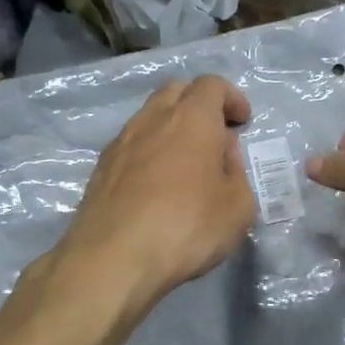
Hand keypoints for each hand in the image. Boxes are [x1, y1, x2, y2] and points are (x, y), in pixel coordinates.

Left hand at [54, 75, 257, 320]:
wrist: (113, 259)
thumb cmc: (186, 227)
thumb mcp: (238, 207)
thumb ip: (237, 173)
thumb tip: (222, 155)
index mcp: (192, 119)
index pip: (212, 85)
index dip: (232, 98)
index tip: (243, 122)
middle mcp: (153, 120)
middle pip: (177, 91)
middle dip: (200, 104)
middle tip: (216, 135)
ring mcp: (121, 142)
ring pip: (150, 116)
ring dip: (173, 128)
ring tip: (187, 163)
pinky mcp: (101, 169)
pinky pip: (133, 145)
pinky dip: (151, 151)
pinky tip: (158, 185)